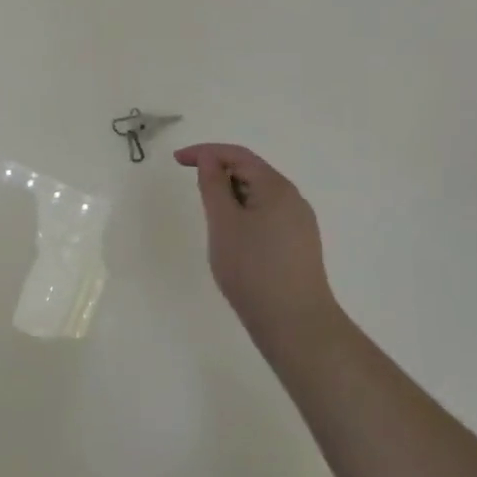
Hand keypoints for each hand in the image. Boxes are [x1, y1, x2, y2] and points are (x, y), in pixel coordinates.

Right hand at [174, 143, 340, 345]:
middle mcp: (293, 200)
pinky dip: (244, 215)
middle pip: (251, 172)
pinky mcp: (298, 246)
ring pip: (259, 197)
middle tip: (193, 190)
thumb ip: (213, 186)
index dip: (205, 152)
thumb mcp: (224, 223)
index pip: (238, 155)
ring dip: (231, 197)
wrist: (296, 324)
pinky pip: (267, 216)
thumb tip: (209, 158)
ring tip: (211, 218)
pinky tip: (233, 239)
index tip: (176, 160)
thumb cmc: (253, 269)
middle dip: (219, 174)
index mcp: (276, 187)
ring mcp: (299, 224)